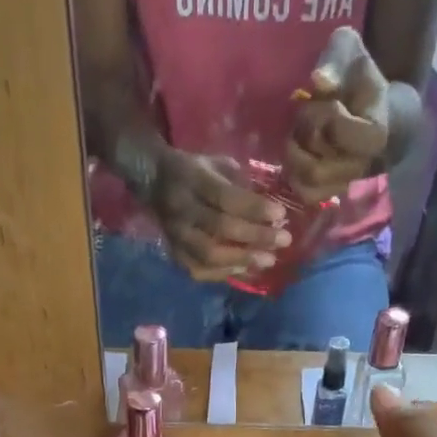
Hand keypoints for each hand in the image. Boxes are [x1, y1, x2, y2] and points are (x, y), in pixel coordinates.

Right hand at [144, 147, 290, 280]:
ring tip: (269, 260)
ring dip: (242, 259)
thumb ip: (239, 183)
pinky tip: (245, 270)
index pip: (226, 197)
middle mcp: (182, 210)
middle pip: (221, 228)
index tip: (281, 214)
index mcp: (193, 179)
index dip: (254, 208)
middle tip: (284, 241)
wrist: (152, 181)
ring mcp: (176, 235)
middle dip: (256, 236)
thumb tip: (270, 210)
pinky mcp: (174, 254)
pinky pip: (200, 270)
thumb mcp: (215, 163)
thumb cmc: (193, 170)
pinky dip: (224, 273)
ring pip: (210, 254)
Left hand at [287, 26, 390, 203]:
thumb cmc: (360, 79)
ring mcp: (346, 184)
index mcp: (374, 134)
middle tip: (304, 118)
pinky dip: (294, 176)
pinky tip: (297, 154)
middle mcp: (361, 166)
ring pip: (307, 182)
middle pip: (316, 161)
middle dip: (303, 136)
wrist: (375, 111)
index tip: (327, 101)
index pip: (335, 128)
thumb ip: (337, 60)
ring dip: (294, 157)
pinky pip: (305, 194)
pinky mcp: (331, 193)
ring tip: (299, 136)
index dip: (322, 113)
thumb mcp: (351, 54)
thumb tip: (319, 80)